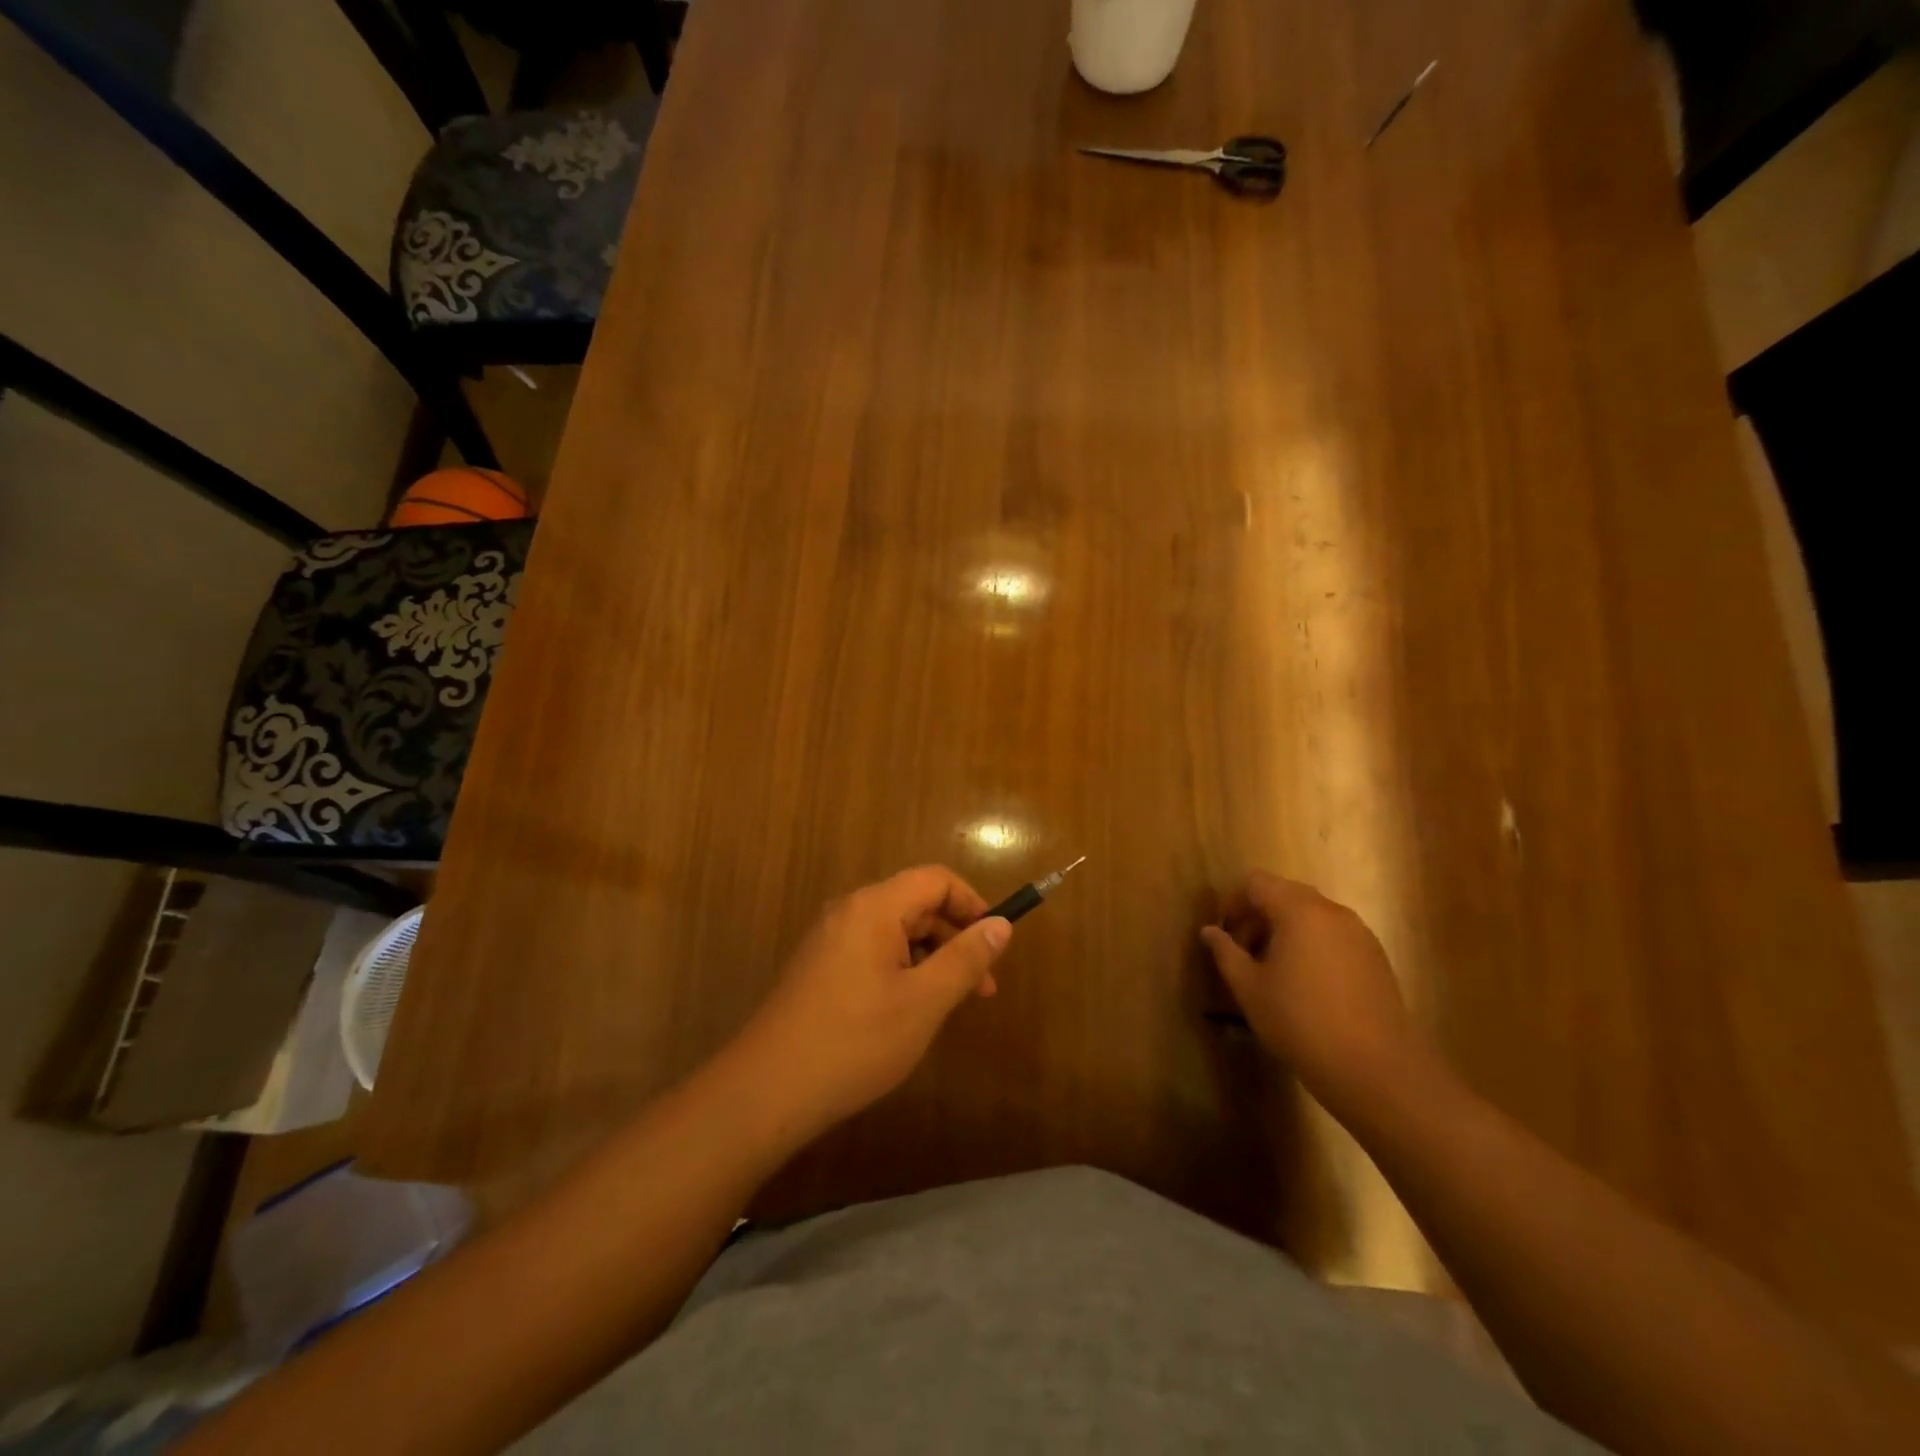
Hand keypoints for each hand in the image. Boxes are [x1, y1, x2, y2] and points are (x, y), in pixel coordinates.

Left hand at [731, 866, 1011, 1135]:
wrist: (767, 1090)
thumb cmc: (856, 1041)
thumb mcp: (924, 1001)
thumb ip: (965, 959)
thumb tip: (1002, 924)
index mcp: (874, 907)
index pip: (936, 879)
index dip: (972, 904)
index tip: (995, 944)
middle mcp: (849, 911)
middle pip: (916, 904)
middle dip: (954, 939)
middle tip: (981, 989)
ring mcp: (829, 940)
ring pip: (895, 932)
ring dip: (930, 959)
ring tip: (948, 1007)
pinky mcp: (819, 968)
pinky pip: (872, 952)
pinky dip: (902, 971)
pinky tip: (908, 1014)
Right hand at [1199, 871, 1425, 1105]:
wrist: (1374, 1068)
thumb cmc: (1300, 1022)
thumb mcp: (1249, 988)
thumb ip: (1226, 952)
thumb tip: (1209, 931)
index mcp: (1298, 911)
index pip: (1256, 882)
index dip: (1233, 902)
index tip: (1225, 935)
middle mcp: (1331, 911)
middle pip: (1285, 893)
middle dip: (1258, 915)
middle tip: (1244, 952)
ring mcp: (1358, 932)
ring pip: (1311, 913)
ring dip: (1285, 929)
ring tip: (1273, 970)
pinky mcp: (1375, 956)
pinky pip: (1333, 933)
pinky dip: (1312, 943)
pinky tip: (1306, 983)